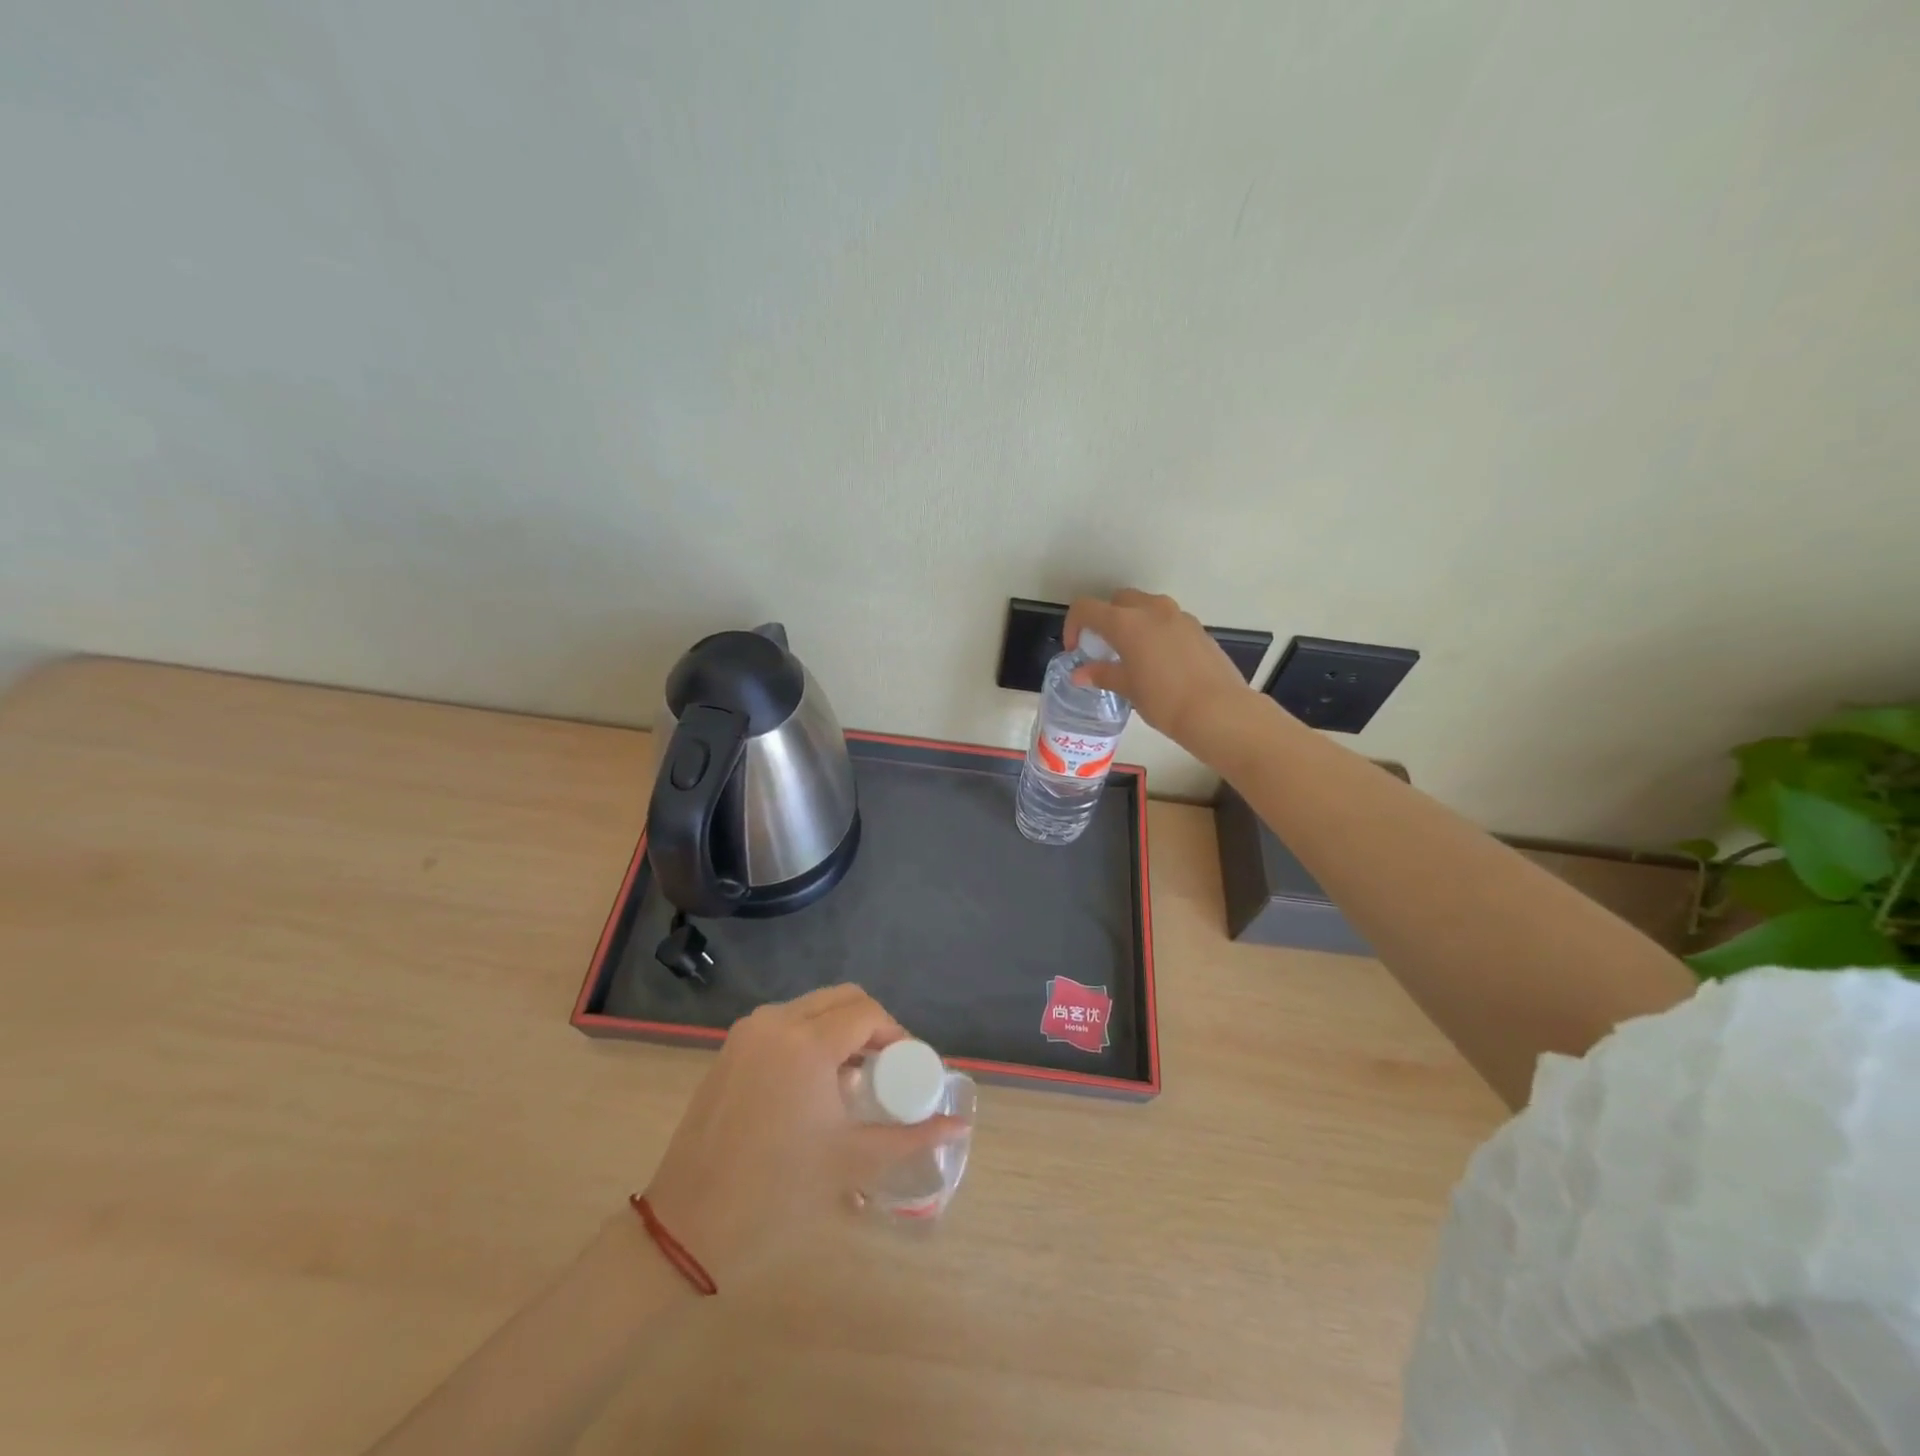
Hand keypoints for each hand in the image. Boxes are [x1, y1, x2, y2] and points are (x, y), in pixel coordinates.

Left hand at [641, 985, 963, 1281]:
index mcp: (807, 1042)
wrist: (687, 1225)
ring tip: (854, 1077)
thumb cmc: (777, 1192)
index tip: (908, 1067)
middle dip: (871, 1024)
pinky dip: (810, 1036)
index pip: (867, 1012)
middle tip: (886, 1067)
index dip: (896, 1033)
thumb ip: (911, 1137)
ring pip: (811, 1007)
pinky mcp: (730, 1049)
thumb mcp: (852, 1162)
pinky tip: (814, 1083)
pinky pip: (783, 1023)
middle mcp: (776, 1022)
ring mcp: (748, 1032)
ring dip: (839, 1028)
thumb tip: (959, 1125)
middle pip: (841, 999)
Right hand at [1065, 590, 1254, 756]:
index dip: (1074, 625)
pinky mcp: (1197, 628)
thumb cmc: (1164, 701)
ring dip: (1132, 622)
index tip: (1076, 650)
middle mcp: (1151, 610)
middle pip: (1118, 600)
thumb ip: (1102, 674)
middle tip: (1103, 648)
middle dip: (1105, 619)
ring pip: (1145, 606)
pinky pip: (1167, 620)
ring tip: (1132, 654)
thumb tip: (1080, 674)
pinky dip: (1155, 631)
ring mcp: (1178, 616)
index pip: (1086, 608)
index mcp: (1126, 622)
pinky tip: (1159, 662)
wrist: (1218, 711)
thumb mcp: (1127, 688)